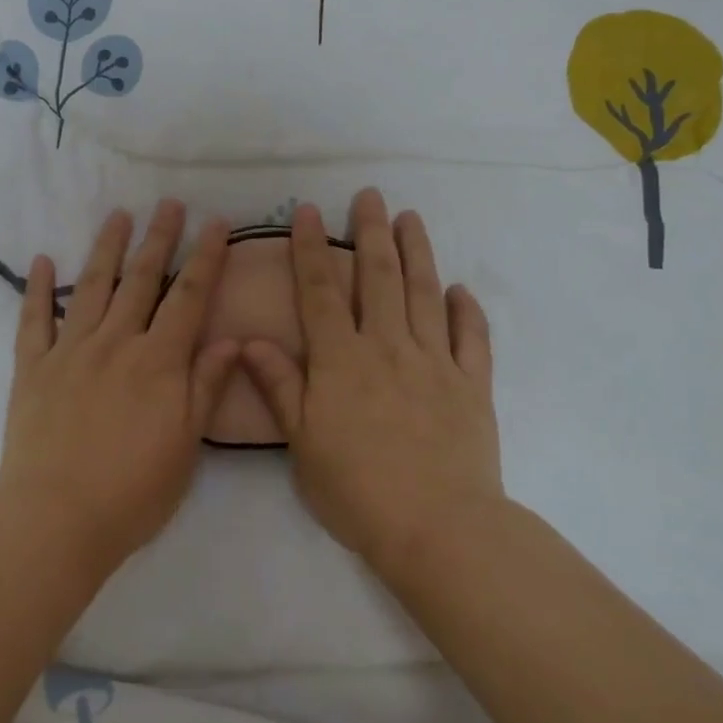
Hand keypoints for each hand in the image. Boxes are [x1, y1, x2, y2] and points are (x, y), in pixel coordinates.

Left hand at [0, 200, 240, 572]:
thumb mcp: (187, 444)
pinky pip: (33, 320)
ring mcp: (70, 351)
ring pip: (91, 288)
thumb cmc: (133, 490)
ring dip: (107, 248)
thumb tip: (234, 338)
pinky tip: (40, 261)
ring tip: (119, 216)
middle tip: (169, 203)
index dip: (206, 256)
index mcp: (158, 361)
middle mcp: (116, 343)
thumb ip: (207, 385)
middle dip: (159, 238)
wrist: (56, 519)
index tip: (217, 222)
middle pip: (141, 280)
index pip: (189, 296)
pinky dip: (36, 289)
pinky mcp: (32, 369)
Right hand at [241, 189, 503, 576]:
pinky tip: (460, 289)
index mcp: (342, 360)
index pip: (321, 291)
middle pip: (378, 278)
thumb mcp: (302, 442)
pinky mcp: (472, 385)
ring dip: (417, 252)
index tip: (309, 211)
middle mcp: (388, 347)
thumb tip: (250, 339)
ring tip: (411, 218)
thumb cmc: (357, 488)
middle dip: (371, 232)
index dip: (312, 248)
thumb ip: (280, 386)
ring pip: (424, 294)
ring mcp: (435, 362)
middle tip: (370, 195)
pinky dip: (467, 310)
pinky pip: (472, 338)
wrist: (437, 528)